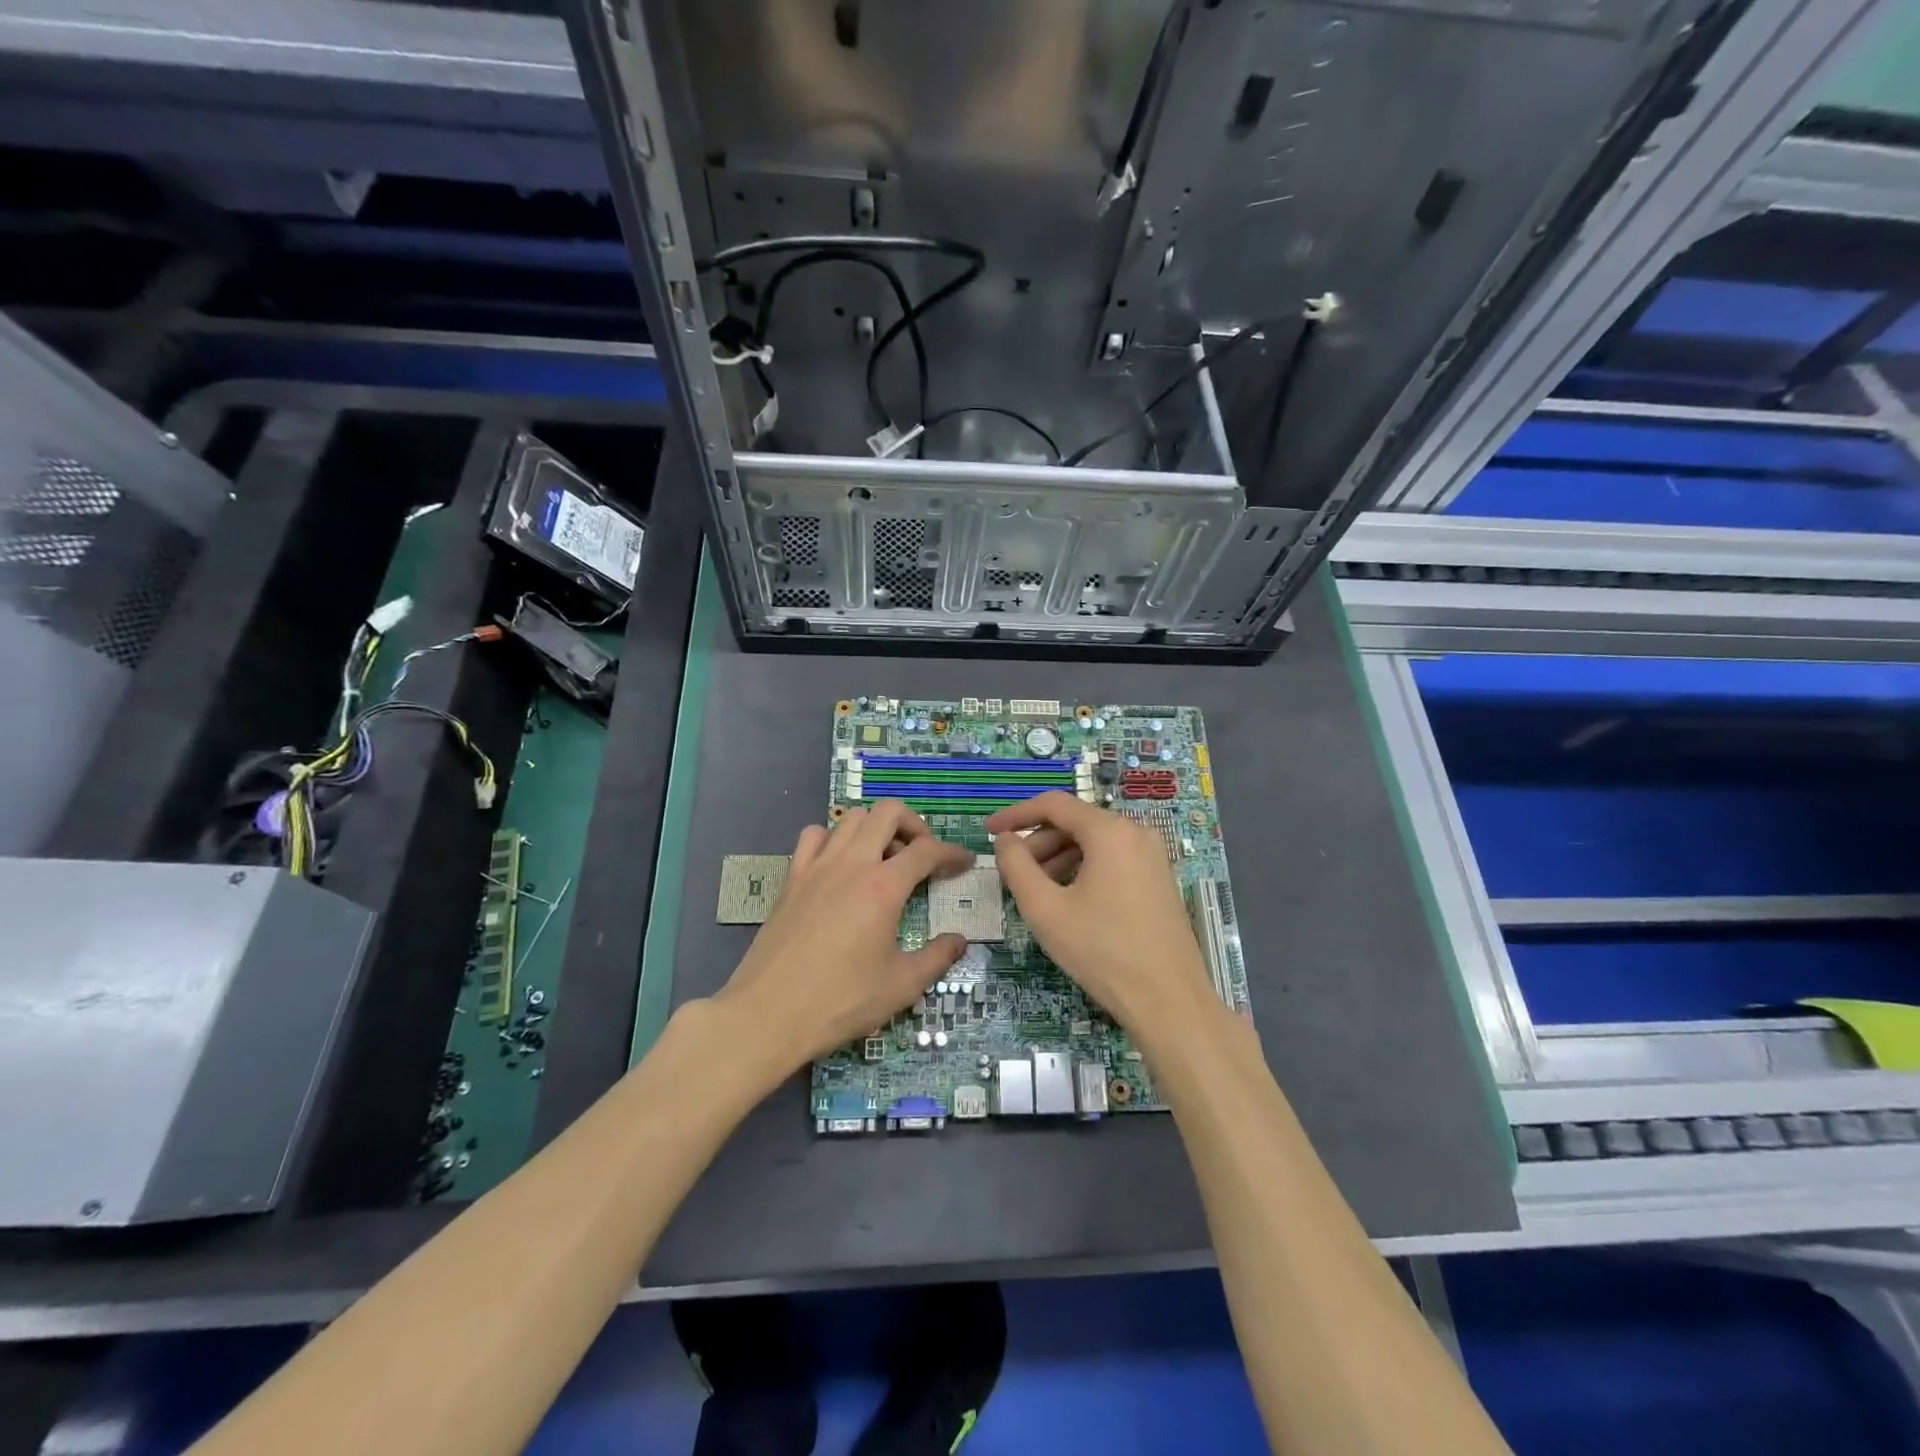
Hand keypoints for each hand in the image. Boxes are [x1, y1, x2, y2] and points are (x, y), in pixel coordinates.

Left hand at [713, 801, 972, 1072]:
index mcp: (883, 887)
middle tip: (922, 854)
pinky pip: (814, 836)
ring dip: (875, 828)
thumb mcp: (901, 986)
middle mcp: (851, 864)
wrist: (768, 1014)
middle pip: (888, 813)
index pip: (927, 850)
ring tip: (884, 859)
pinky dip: (834, 839)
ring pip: (851, 818)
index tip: (964, 863)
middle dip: (914, 824)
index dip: (951, 852)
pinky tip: (840, 865)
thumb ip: (937, 957)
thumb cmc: (841, 1001)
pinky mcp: (792, 878)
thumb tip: (959, 940)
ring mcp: (817, 867)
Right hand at [987, 792, 1218, 1041]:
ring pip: (1094, 843)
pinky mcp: (1159, 878)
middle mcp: (1136, 832)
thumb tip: (1006, 840)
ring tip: (1036, 892)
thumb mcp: (1046, 910)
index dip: (1016, 814)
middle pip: (1075, 823)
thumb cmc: (1102, 952)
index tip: (989, 831)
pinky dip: (1083, 869)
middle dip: (1038, 843)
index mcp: (1110, 831)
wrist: (1169, 1002)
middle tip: (1012, 874)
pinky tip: (1068, 901)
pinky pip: (1113, 859)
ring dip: (1059, 858)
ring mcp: (1153, 855)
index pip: (1054, 804)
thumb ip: (1017, 866)